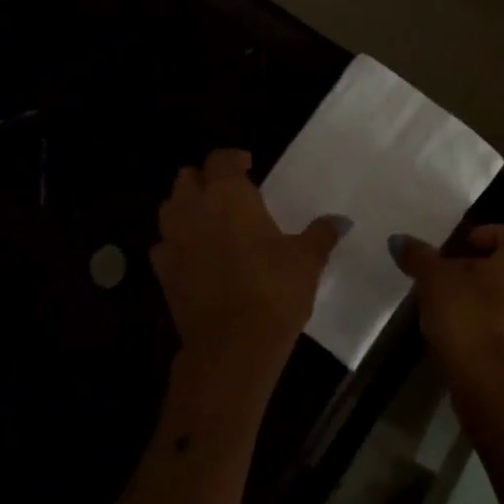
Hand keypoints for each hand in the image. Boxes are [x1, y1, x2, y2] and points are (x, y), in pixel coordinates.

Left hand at [151, 149, 345, 383]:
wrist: (233, 345)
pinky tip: (196, 256)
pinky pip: (164, 246)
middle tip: (229, 191)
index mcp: (228, 195)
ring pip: (169, 209)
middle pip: (187, 178)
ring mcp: (173, 242)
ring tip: (211, 220)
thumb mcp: (308, 259)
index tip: (249, 165)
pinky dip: (178, 243)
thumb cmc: (274, 290)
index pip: (221, 159)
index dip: (234, 158)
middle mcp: (194, 210)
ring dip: (187, 207)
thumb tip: (340, 221)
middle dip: (206, 179)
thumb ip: (321, 234)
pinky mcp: (163, 274)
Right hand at [390, 224, 503, 384]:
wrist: (491, 382)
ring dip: (480, 292)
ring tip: (446, 300)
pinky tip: (458, 327)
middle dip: (478, 264)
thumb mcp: (436, 281)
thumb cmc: (469, 316)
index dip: (487, 233)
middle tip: (446, 272)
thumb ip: (419, 257)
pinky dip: (486, 316)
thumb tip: (398, 239)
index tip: (459, 245)